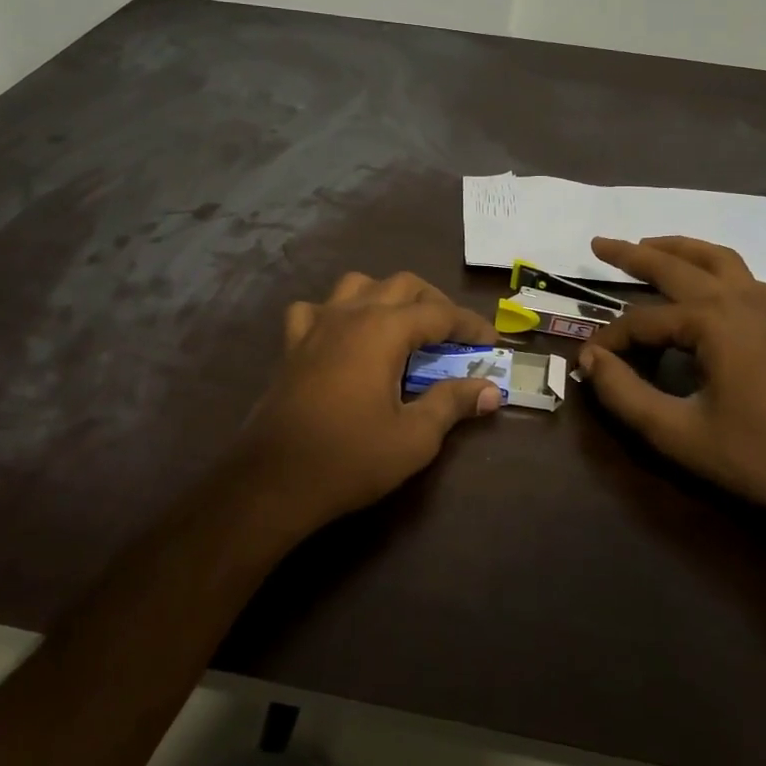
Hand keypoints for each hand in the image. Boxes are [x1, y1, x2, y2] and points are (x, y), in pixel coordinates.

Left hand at [226, 271, 502, 546]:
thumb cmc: (350, 458)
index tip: (490, 343)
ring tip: (403, 326)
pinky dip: (337, 312)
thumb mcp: (414, 437)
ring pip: (358, 285)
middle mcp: (351, 314)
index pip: (439, 313)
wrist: (274, 480)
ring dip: (387, 297)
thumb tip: (491, 389)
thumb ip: (453, 403)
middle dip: (434, 303)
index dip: (469, 325)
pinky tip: (344, 335)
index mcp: (383, 330)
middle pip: (402, 285)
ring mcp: (316, 324)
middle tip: (453, 335)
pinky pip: (316, 309)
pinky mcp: (292, 344)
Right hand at [578, 236, 765, 530]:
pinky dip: (732, 275)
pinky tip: (722, 286)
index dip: (611, 339)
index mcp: (712, 322)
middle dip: (634, 255)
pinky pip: (756, 285)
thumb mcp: (675, 432)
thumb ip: (624, 392)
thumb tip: (589, 358)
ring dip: (682, 249)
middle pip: (678, 268)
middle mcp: (739, 303)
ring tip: (650, 245)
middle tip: (599, 244)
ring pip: (721, 261)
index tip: (588, 361)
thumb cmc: (751, 456)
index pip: (642, 321)